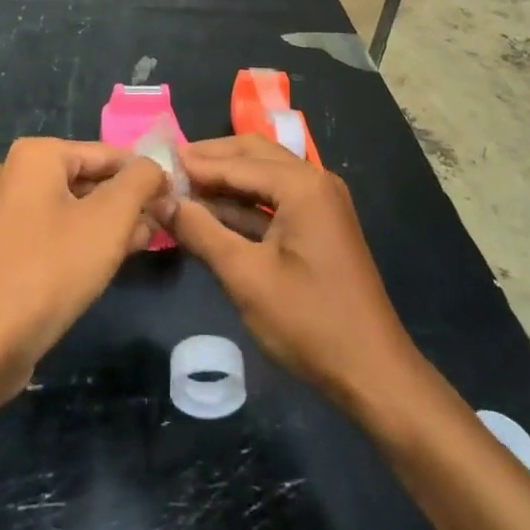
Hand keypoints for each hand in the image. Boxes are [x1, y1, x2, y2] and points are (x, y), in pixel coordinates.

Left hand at [0, 139, 168, 393]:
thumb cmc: (50, 269)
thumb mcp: (110, 219)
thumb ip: (141, 182)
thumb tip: (156, 167)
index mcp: (37, 154)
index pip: (107, 153)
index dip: (145, 175)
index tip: (175, 200)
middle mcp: (17, 174)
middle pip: (89, 179)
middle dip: (128, 202)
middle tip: (163, 226)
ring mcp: (6, 213)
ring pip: (74, 208)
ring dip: (111, 224)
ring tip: (144, 245)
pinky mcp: (5, 249)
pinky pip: (55, 232)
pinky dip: (84, 242)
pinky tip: (109, 264)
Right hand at [161, 136, 419, 412]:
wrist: (373, 373)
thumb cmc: (309, 322)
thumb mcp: (245, 277)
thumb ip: (201, 232)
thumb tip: (160, 201)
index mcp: (302, 185)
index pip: (238, 162)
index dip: (196, 162)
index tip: (156, 159)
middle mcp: (315, 181)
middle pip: (254, 155)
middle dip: (211, 160)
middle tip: (169, 168)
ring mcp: (320, 203)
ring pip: (264, 176)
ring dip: (225, 181)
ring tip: (182, 187)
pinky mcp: (319, 226)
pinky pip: (274, 200)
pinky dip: (243, 203)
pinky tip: (211, 213)